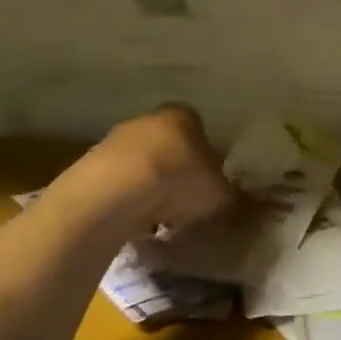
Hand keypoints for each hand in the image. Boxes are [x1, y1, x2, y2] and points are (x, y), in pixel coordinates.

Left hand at [93, 105, 238, 235]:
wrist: (114, 194)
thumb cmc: (179, 182)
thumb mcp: (221, 195)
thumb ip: (234, 197)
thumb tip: (250, 205)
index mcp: (183, 116)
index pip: (199, 129)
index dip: (207, 155)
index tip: (209, 181)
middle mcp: (147, 120)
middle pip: (167, 145)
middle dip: (176, 171)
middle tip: (186, 202)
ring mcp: (114, 141)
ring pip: (140, 165)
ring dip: (148, 187)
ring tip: (159, 219)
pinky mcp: (89, 166)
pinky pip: (117, 184)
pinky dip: (125, 201)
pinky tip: (133, 223)